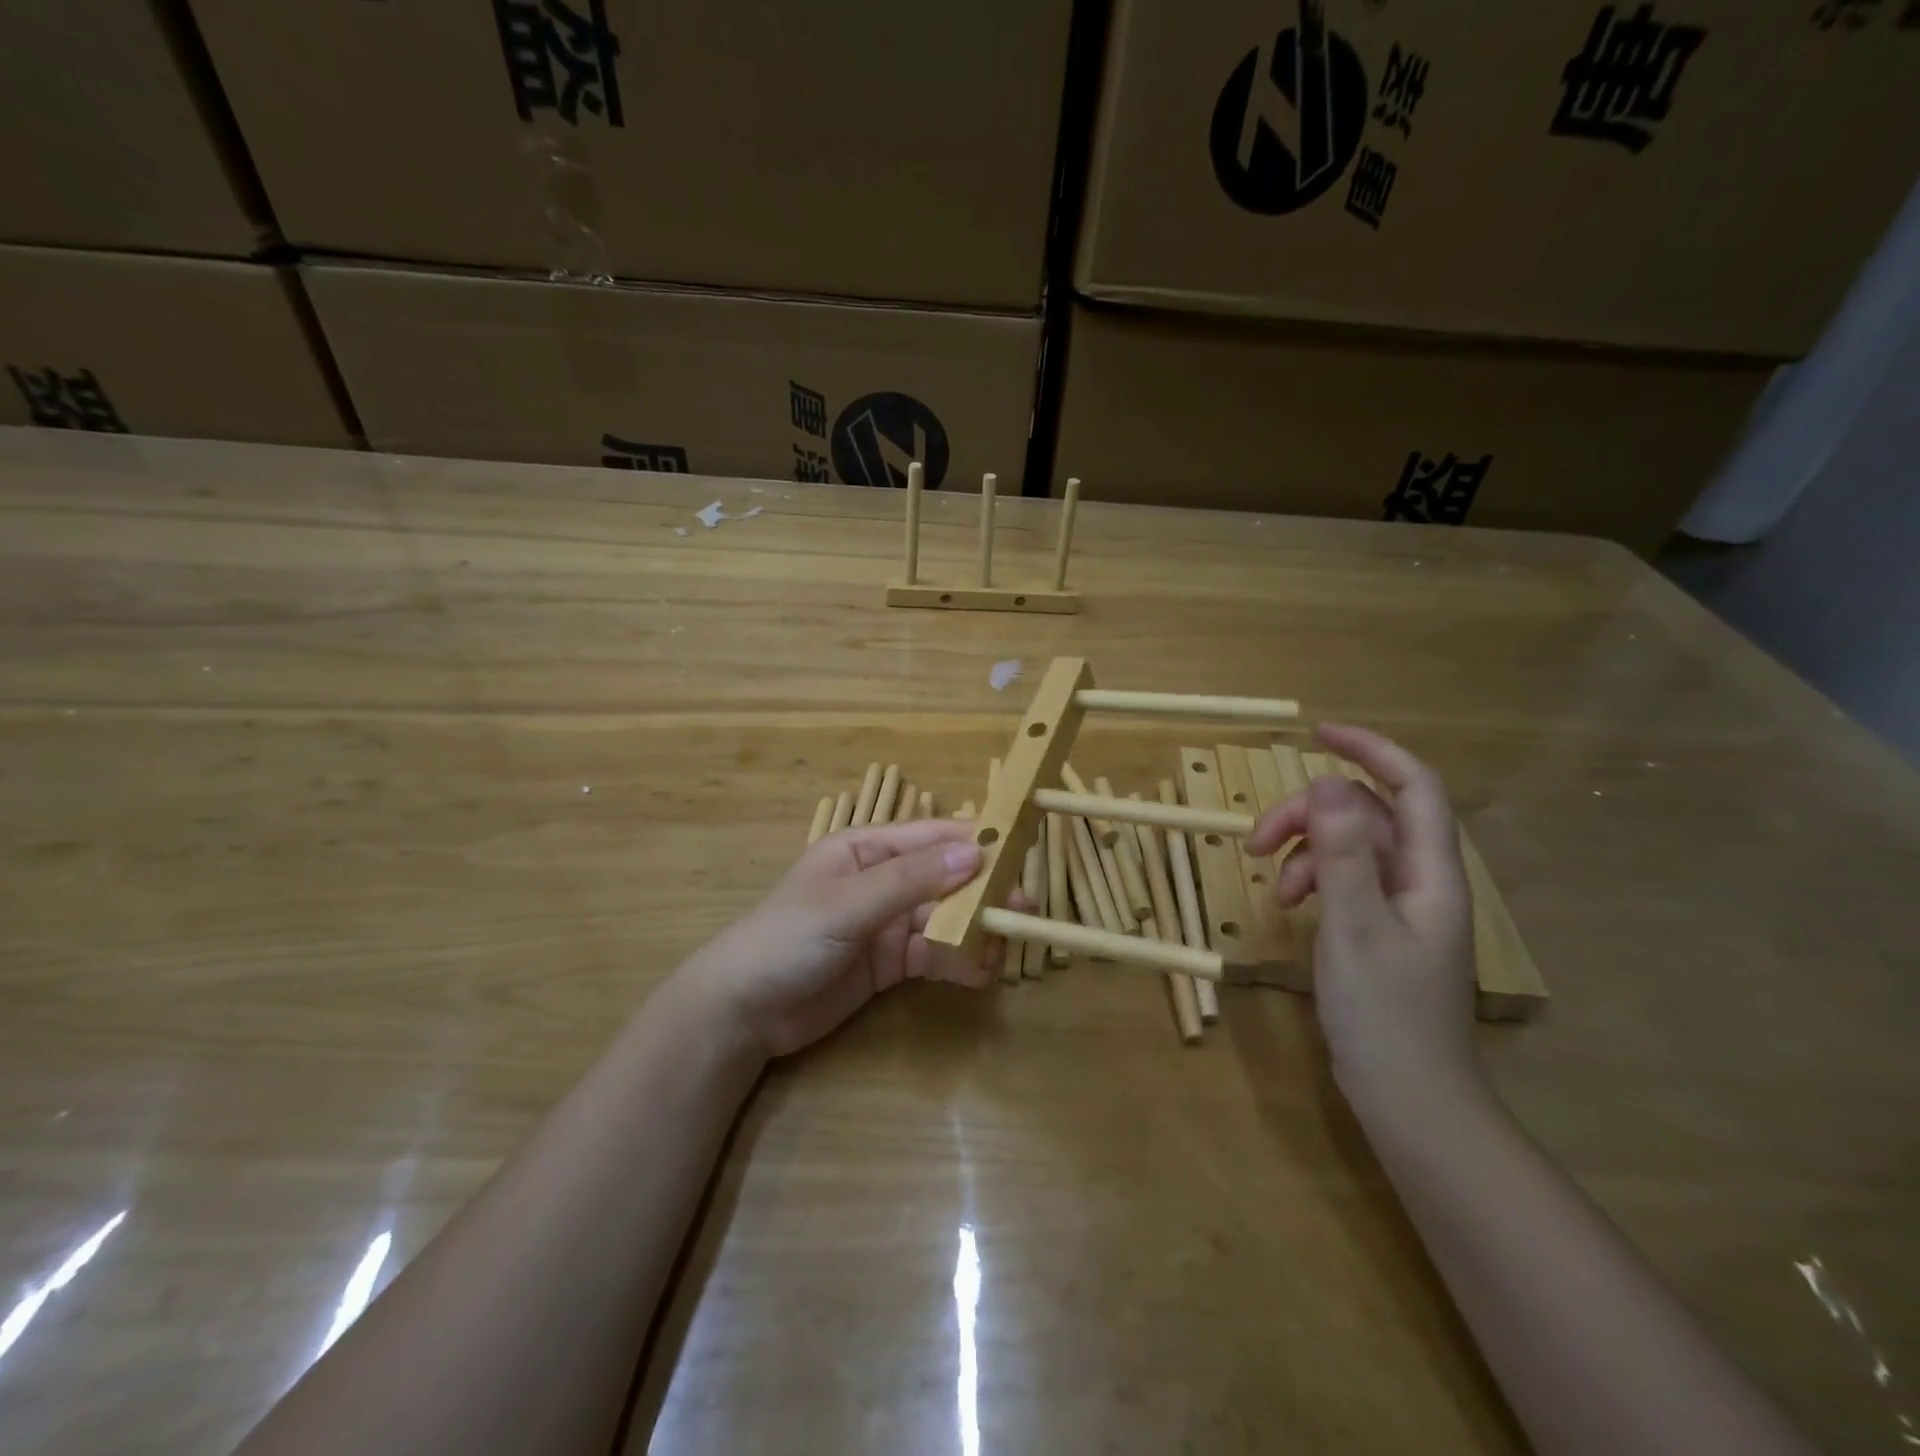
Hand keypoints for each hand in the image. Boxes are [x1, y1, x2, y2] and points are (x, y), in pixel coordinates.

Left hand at [684, 817, 1015, 1058]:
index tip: (1021, 851)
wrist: (743, 1012)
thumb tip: (975, 854)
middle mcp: (882, 879)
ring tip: (1003, 949)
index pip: (932, 836)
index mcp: (867, 848)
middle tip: (1023, 908)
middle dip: (982, 892)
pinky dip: (957, 960)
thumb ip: (911, 880)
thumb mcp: (848, 904)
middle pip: (944, 878)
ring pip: (944, 917)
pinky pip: (933, 953)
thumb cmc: (788, 938)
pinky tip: (980, 973)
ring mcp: (886, 922)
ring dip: (974, 930)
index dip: (975, 842)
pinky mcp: (889, 961)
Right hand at [1245, 724, 1480, 1109]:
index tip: (1317, 733)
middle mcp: (1422, 881)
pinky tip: (1287, 905)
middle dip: (1309, 814)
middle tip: (1257, 840)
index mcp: (1431, 873)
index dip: (1371, 749)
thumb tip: (1326, 780)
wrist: (1410, 1099)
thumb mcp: (1354, 924)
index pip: (1414, 786)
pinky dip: (1312, 880)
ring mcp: (1401, 907)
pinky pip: (1345, 880)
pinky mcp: (1379, 930)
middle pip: (1368, 814)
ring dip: (1305, 850)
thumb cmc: (1386, 1013)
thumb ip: (1342, 851)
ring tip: (1271, 885)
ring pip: (1351, 846)